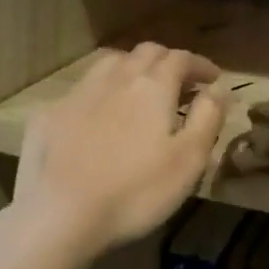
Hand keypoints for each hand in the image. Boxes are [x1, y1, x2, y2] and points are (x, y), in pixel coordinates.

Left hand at [12, 43, 225, 257]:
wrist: (60, 215)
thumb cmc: (137, 191)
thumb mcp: (189, 160)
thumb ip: (208, 118)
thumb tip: (219, 89)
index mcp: (152, 86)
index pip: (181, 58)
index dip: (200, 64)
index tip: (213, 78)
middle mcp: (115, 78)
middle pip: (145, 53)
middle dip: (167, 61)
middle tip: (181, 83)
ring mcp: (77, 94)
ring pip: (110, 63)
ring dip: (132, 68)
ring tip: (140, 90)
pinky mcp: (49, 115)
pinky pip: (81, 90)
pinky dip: (100, 93)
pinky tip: (98, 115)